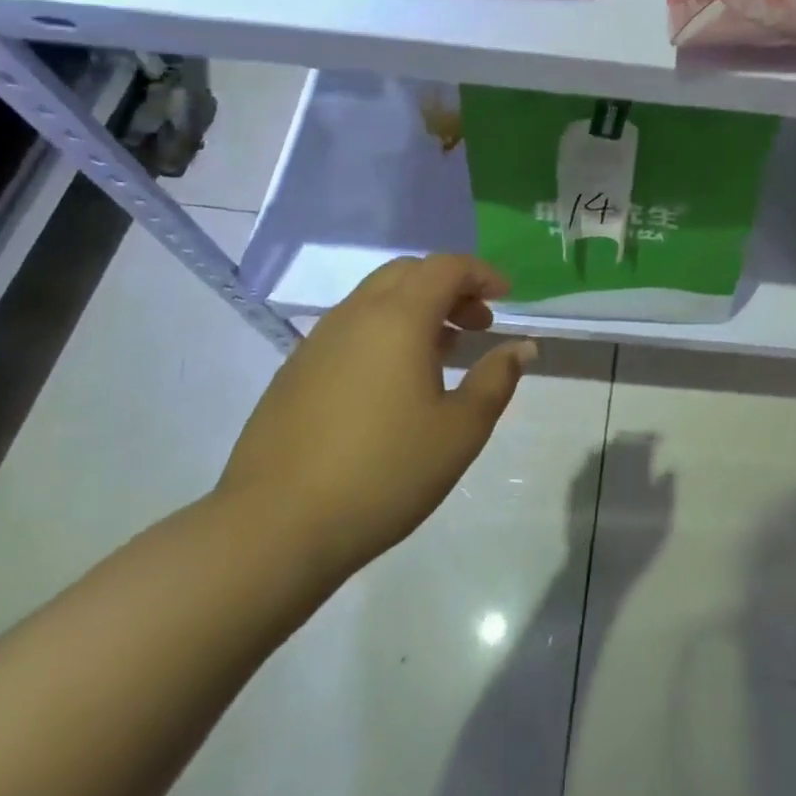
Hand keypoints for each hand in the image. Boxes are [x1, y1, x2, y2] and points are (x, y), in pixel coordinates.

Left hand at [216, 255, 535, 586]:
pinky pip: (351, 329)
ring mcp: (318, 342)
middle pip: (408, 273)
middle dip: (450, 287)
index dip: (482, 273)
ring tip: (444, 352)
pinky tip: (395, 382)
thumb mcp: (459, 431)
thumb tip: (521, 347)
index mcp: (398, 318)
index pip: (446, 267)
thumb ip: (496, 380)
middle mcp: (355, 315)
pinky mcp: (295, 372)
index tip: (507, 296)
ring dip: (417, 309)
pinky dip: (385, 332)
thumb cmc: (383, 472)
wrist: (274, 528)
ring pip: (376, 300)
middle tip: (478, 324)